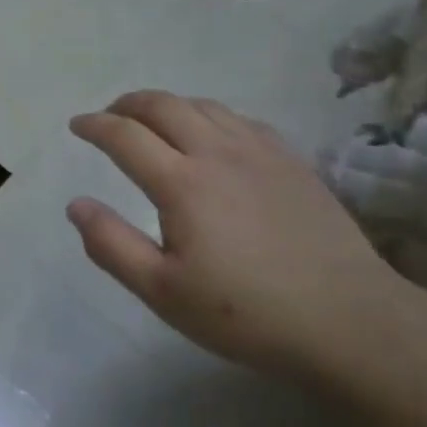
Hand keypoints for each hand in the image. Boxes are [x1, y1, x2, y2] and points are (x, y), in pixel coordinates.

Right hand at [67, 91, 415, 383]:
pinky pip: (240, 119)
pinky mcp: (291, 161)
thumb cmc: (246, 313)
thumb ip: (111, 245)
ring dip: (167, 105)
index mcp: (181, 183)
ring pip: (203, 106)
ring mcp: (259, 152)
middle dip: (127, 104)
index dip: (95, 126)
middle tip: (109, 116)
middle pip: (163, 106)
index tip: (77, 126)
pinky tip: (211, 133)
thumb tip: (76, 204)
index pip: (125, 136)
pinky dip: (210, 115)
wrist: (350, 321)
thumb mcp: (163, 292)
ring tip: (153, 120)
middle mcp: (217, 152)